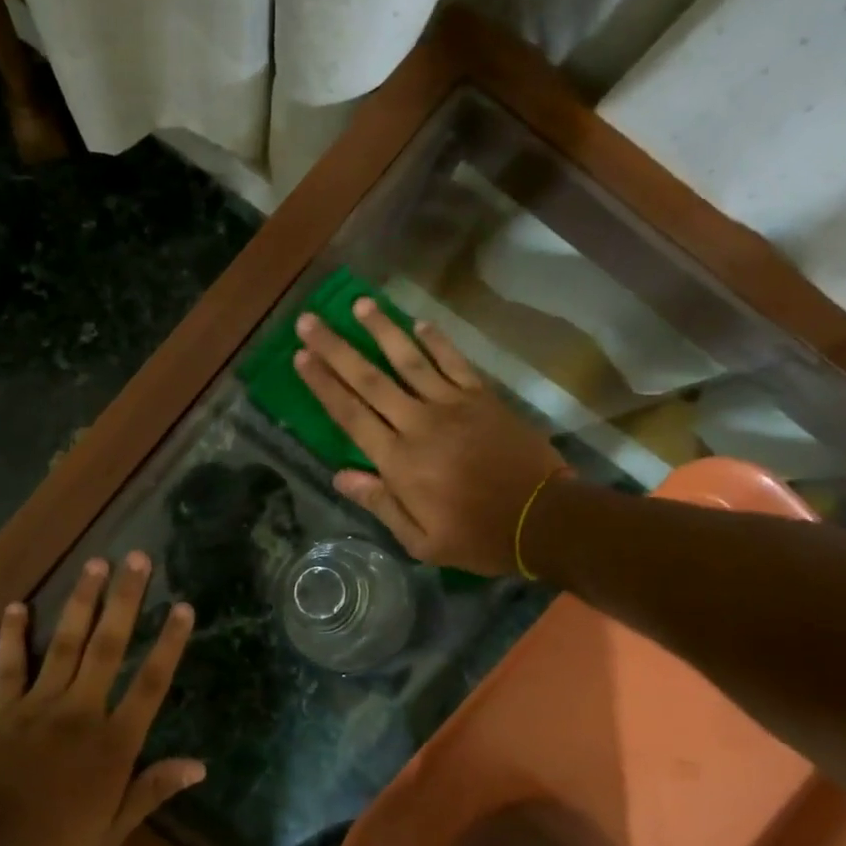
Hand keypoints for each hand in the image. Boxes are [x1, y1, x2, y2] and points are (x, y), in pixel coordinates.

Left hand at [0, 553, 202, 845]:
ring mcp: (39, 704)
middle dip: (126, 600)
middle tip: (138, 559)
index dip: (169, 643)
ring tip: (96, 563)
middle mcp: (81, 711)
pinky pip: (11, 666)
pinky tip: (17, 605)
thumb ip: (152, 790)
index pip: (150, 683)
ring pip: (66, 643)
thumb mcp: (111, 832)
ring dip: (82, 601)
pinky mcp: (3, 710)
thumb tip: (199, 765)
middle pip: (109, 646)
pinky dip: (14, 635)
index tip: (184, 606)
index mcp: (112, 742)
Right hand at [294, 300, 565, 575]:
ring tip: (359, 304)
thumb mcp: (422, 541)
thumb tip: (340, 476)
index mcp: (399, 461)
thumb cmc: (478, 537)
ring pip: (409, 360)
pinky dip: (436, 341)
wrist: (544, 519)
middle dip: (337, 348)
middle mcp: (419, 424)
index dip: (323, 384)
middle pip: (370, 380)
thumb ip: (380, 504)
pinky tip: (418, 322)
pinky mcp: (483, 397)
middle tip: (310, 320)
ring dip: (382, 330)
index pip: (351, 415)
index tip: (301, 356)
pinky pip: (454, 362)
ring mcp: (453, 405)